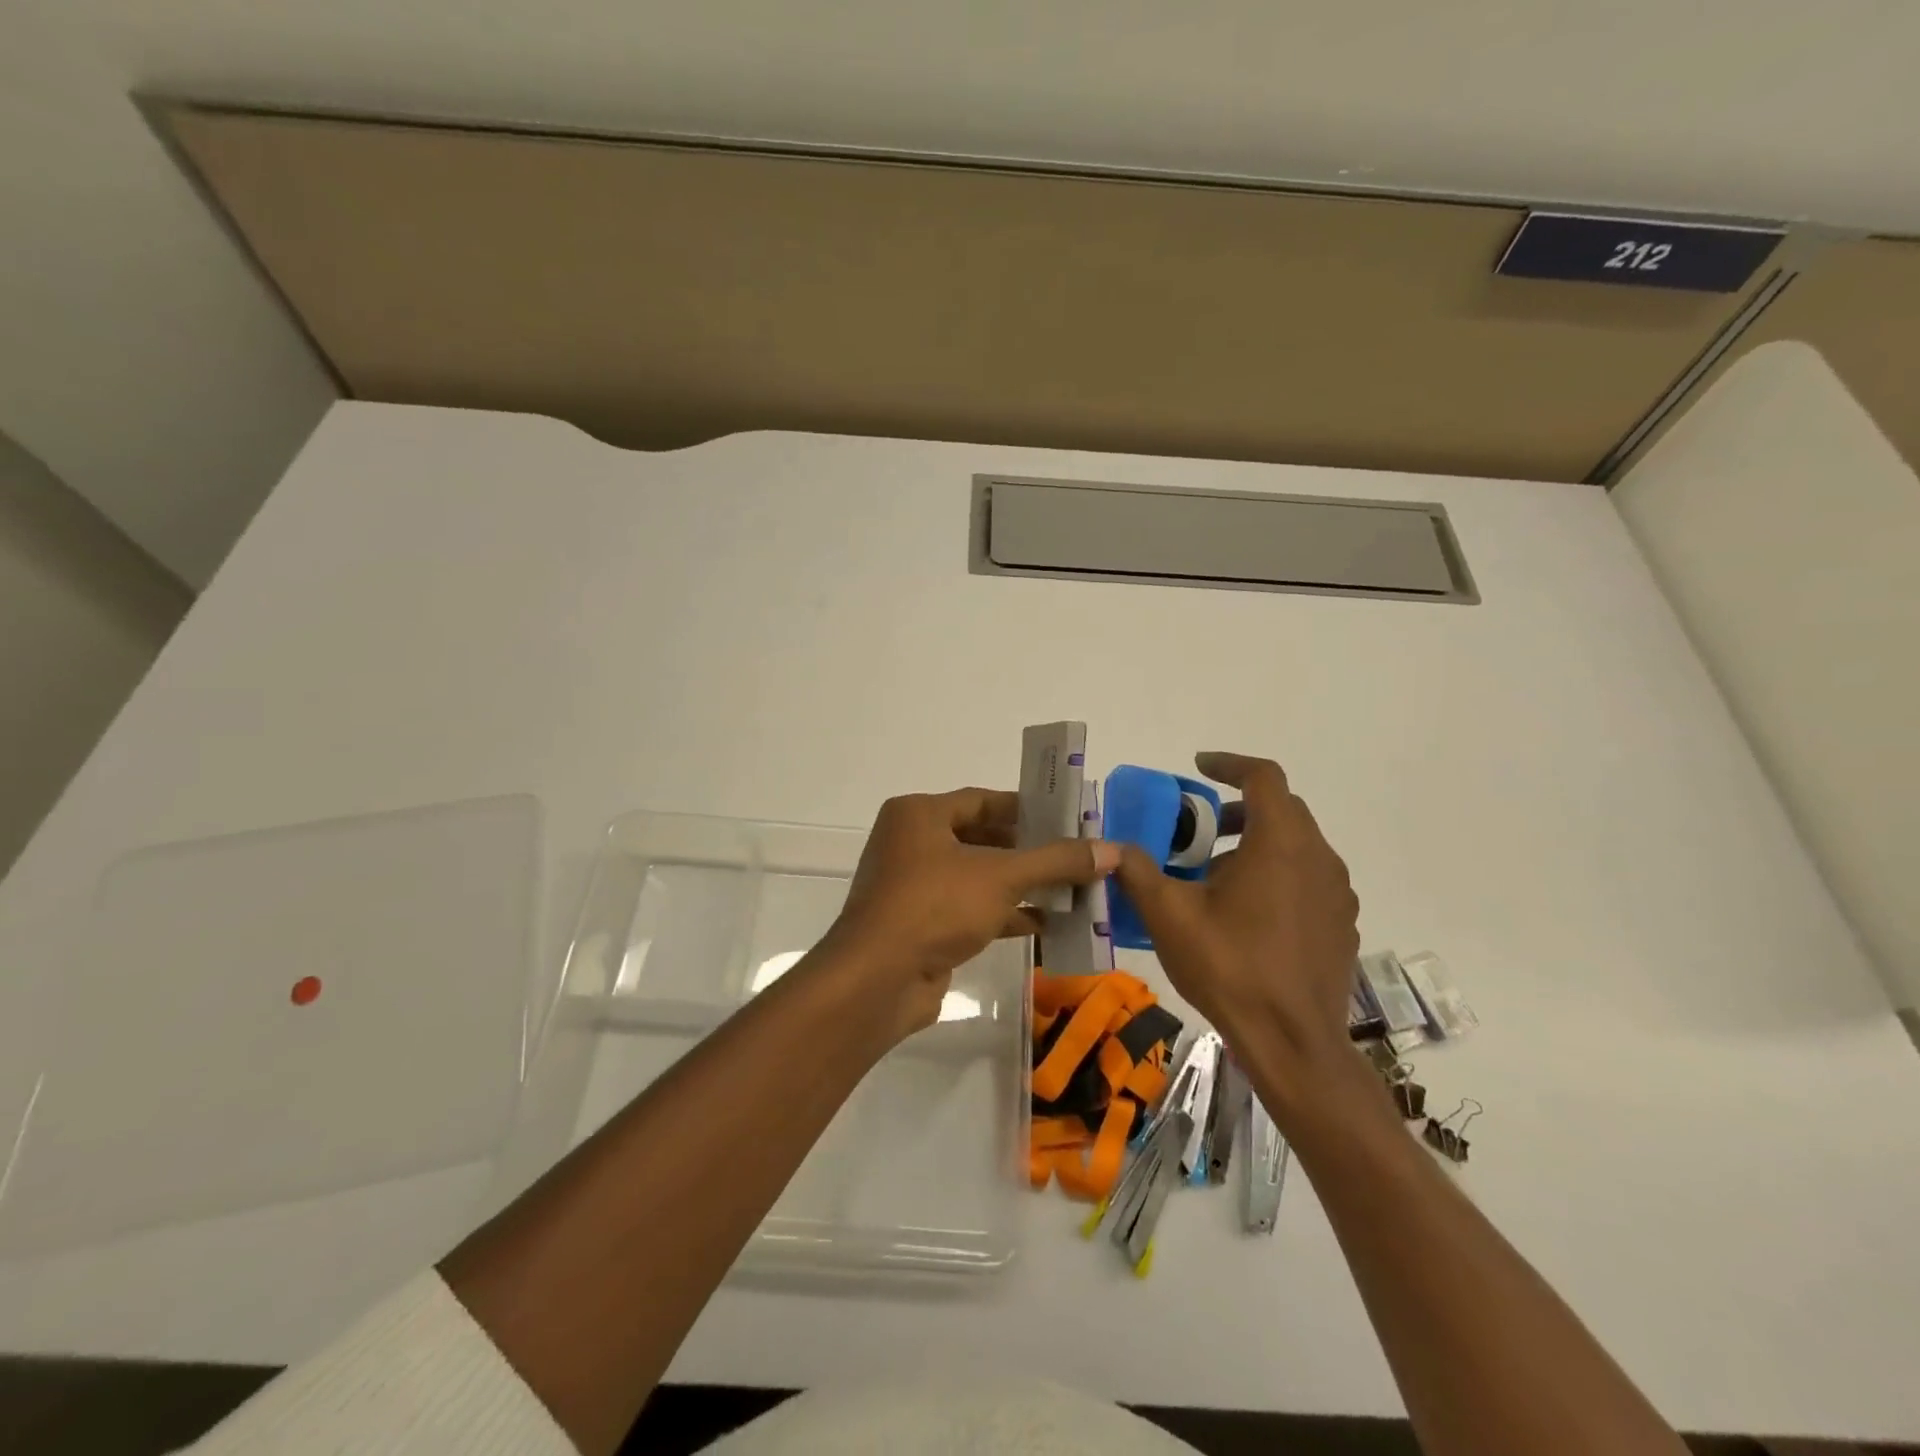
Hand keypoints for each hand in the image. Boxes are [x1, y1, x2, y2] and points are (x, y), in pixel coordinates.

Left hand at [821, 787, 1119, 1039]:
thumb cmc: (935, 906)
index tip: (1068, 819)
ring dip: (1022, 885)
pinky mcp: (921, 925)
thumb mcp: (1001, 876)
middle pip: (982, 838)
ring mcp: (914, 886)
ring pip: (978, 877)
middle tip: (1076, 856)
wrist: (877, 981)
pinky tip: (1047, 923)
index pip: (983, 801)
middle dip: (1030, 851)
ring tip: (1073, 890)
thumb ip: (1057, 860)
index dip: (1027, 809)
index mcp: (919, 815)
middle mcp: (912, 843)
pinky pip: (970, 909)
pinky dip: (1005, 914)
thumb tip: (1113, 850)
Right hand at [1114, 753, 1359, 1086]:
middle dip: (1237, 809)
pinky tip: (1248, 913)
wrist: (1293, 1043)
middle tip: (1198, 829)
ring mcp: (1336, 892)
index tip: (1199, 768)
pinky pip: (1308, 878)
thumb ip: (1137, 872)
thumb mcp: (1169, 916)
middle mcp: (1318, 857)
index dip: (1229, 764)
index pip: (1263, 777)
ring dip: (1256, 844)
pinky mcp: (1341, 923)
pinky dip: (1277, 874)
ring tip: (1216, 876)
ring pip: (1296, 845)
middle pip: (1281, 810)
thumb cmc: (1230, 968)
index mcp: (1280, 843)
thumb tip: (1110, 847)